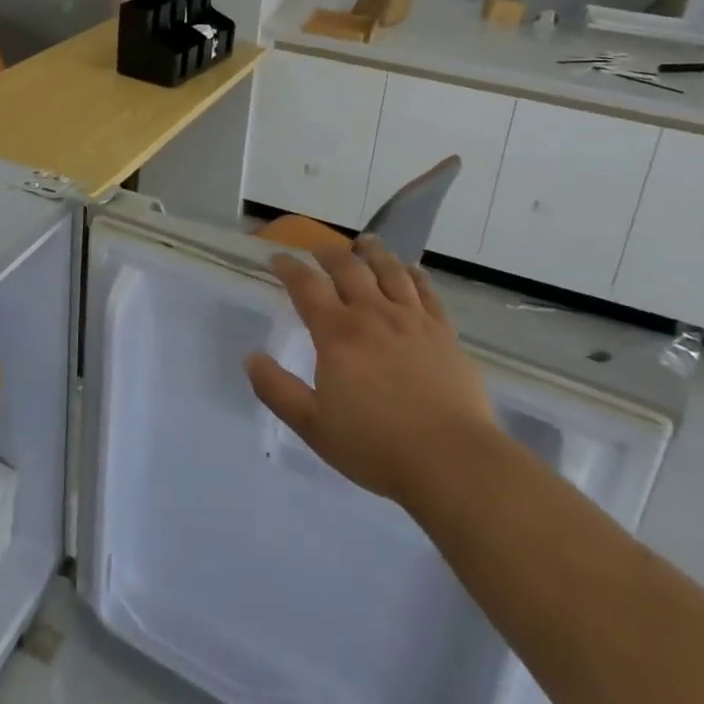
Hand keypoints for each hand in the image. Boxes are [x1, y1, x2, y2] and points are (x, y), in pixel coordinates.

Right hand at [245, 237, 499, 508]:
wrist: (452, 460)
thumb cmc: (376, 447)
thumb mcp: (313, 426)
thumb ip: (277, 390)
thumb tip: (251, 358)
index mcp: (337, 333)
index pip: (306, 286)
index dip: (289, 268)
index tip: (278, 258)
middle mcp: (373, 314)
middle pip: (348, 268)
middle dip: (329, 254)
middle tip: (318, 249)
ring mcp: (412, 320)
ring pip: (390, 271)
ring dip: (373, 252)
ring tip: (365, 242)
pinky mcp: (444, 333)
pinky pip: (428, 292)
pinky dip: (415, 275)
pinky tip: (411, 270)